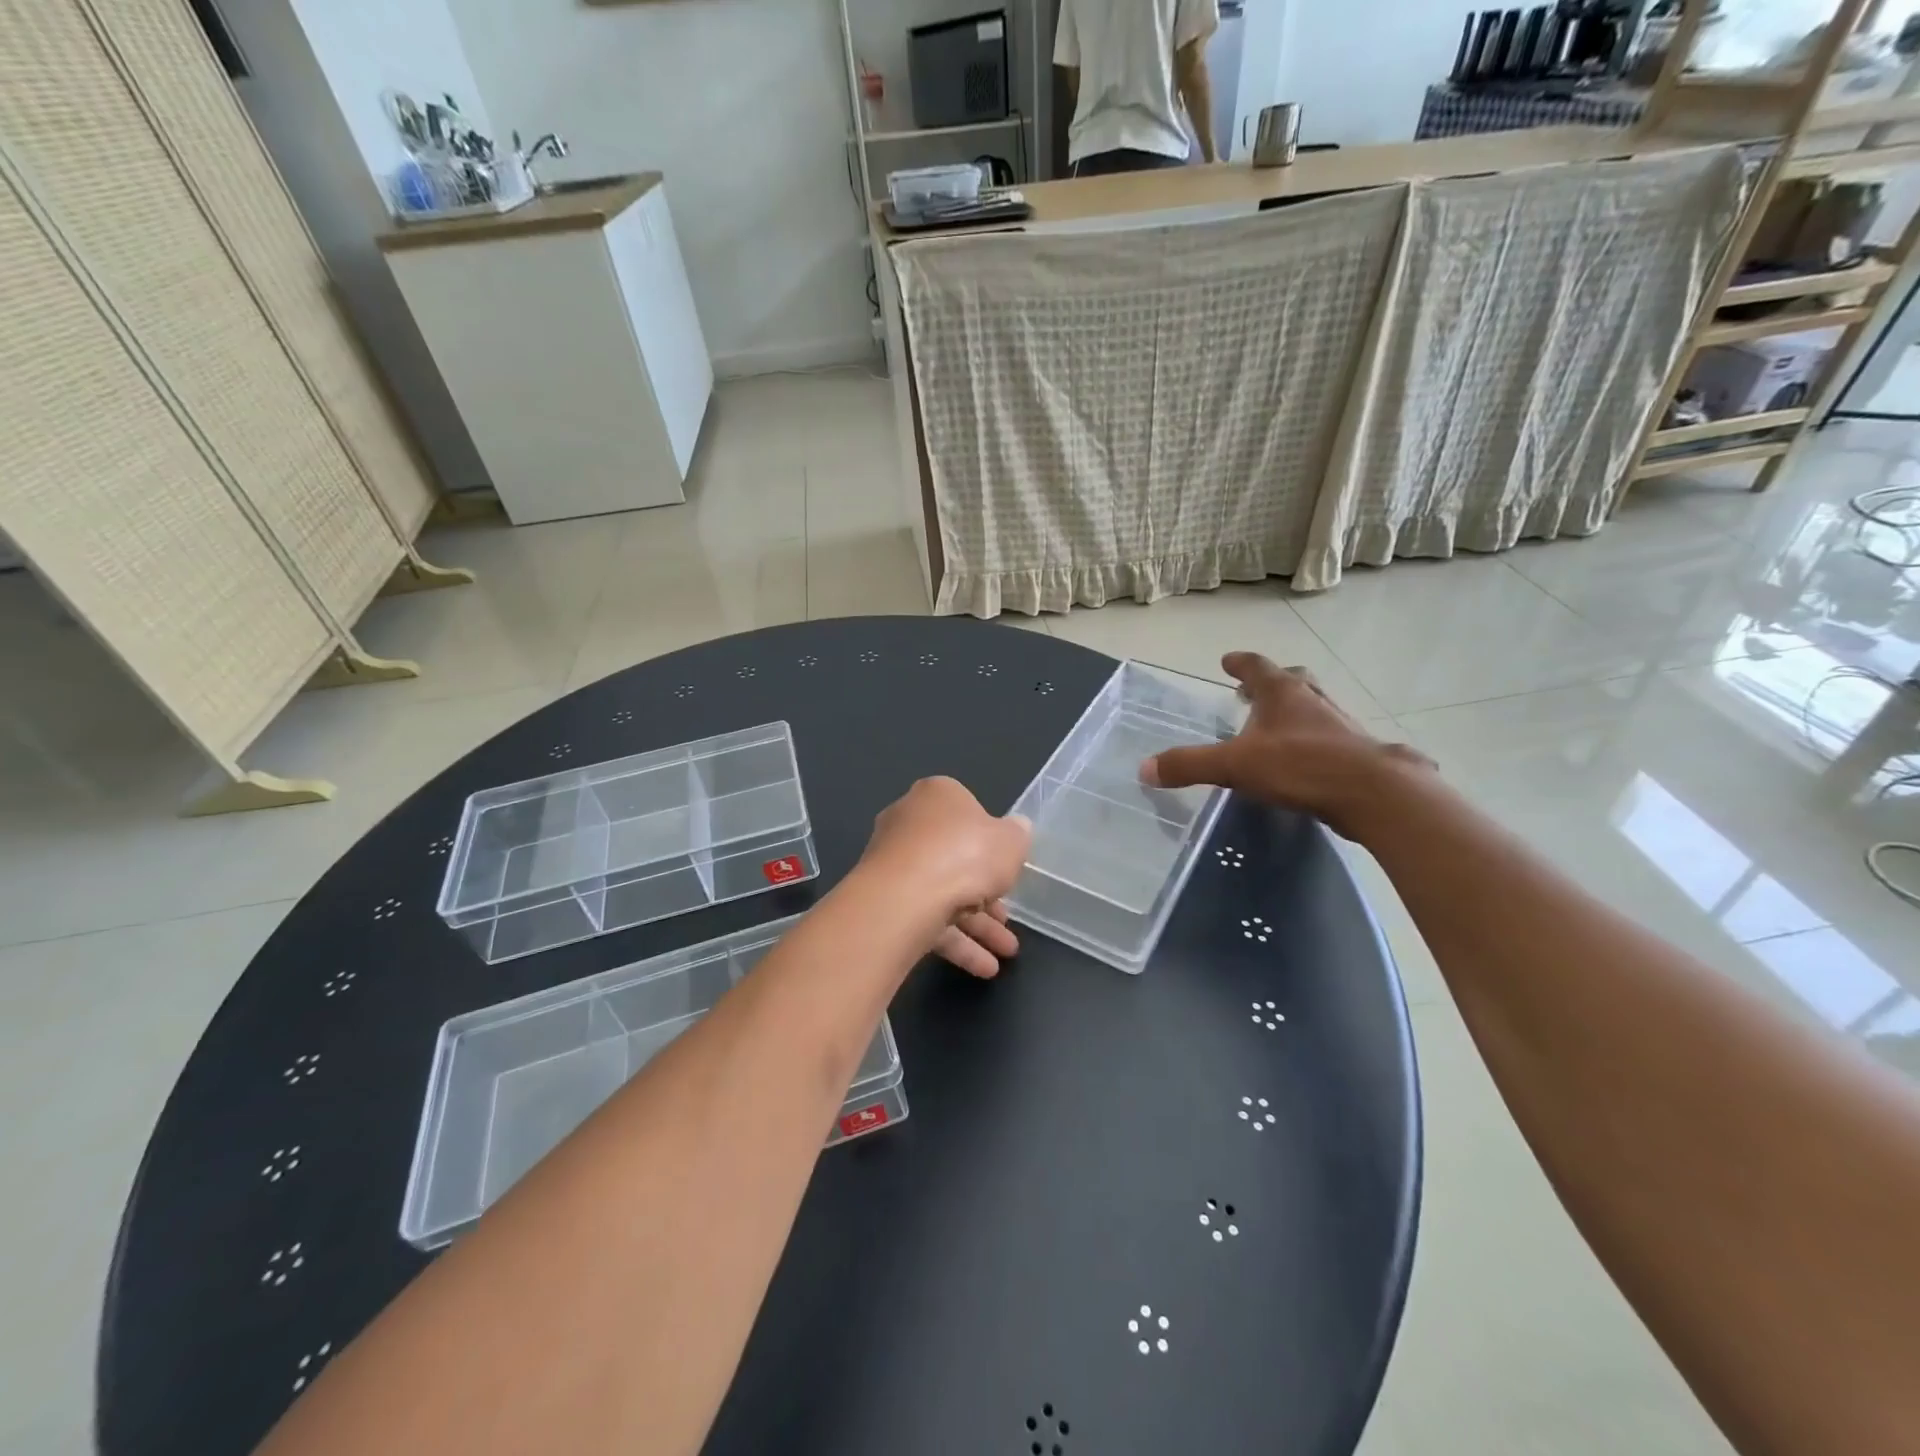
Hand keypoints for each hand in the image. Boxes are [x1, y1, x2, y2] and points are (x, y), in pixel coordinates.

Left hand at [860, 777, 1032, 978]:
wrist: (905, 896)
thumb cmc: (964, 854)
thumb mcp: (1010, 841)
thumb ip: (1016, 836)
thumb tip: (1017, 829)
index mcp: (937, 796)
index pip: (967, 812)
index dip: (990, 841)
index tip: (1007, 866)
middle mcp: (909, 824)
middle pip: (955, 857)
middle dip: (986, 893)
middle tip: (1008, 919)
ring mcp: (893, 864)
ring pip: (942, 892)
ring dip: (977, 925)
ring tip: (1007, 953)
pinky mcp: (885, 901)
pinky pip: (926, 918)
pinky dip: (956, 942)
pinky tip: (984, 967)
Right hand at [1140, 654, 1432, 838]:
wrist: (1371, 793)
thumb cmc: (1299, 766)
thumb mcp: (1234, 765)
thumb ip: (1190, 765)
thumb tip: (1144, 769)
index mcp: (1282, 693)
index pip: (1257, 666)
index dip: (1240, 663)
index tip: (1227, 660)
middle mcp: (1312, 700)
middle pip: (1292, 680)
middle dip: (1271, 683)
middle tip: (1252, 691)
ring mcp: (1339, 724)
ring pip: (1313, 707)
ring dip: (1294, 710)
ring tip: (1276, 726)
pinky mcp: (1355, 752)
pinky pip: (1328, 736)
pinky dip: (1311, 739)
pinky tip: (1302, 760)